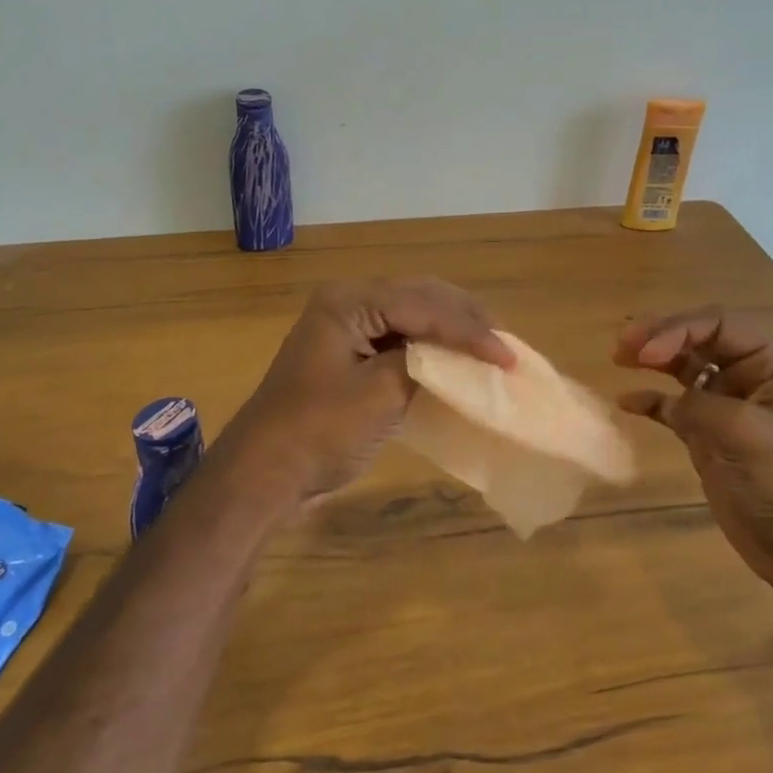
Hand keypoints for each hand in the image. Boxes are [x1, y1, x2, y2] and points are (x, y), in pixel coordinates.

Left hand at [222, 278, 513, 508]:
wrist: (264, 473)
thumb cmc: (319, 431)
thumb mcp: (379, 395)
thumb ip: (422, 363)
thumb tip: (455, 357)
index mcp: (349, 302)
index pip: (424, 305)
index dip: (470, 330)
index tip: (508, 356)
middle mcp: (348, 304)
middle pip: (420, 299)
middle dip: (465, 320)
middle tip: (505, 343)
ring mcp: (348, 329)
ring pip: (412, 317)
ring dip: (450, 332)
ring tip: (490, 348)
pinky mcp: (350, 356)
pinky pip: (400, 340)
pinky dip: (431, 349)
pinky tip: (456, 362)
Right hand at [614, 307, 772, 590]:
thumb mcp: (747, 432)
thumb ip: (701, 404)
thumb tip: (667, 402)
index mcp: (772, 366)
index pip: (720, 325)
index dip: (680, 329)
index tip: (647, 354)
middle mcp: (749, 379)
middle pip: (698, 340)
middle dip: (660, 336)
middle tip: (622, 344)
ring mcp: (726, 409)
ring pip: (683, 369)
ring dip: (652, 360)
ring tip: (619, 357)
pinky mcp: (708, 438)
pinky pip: (673, 407)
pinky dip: (651, 401)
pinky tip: (627, 402)